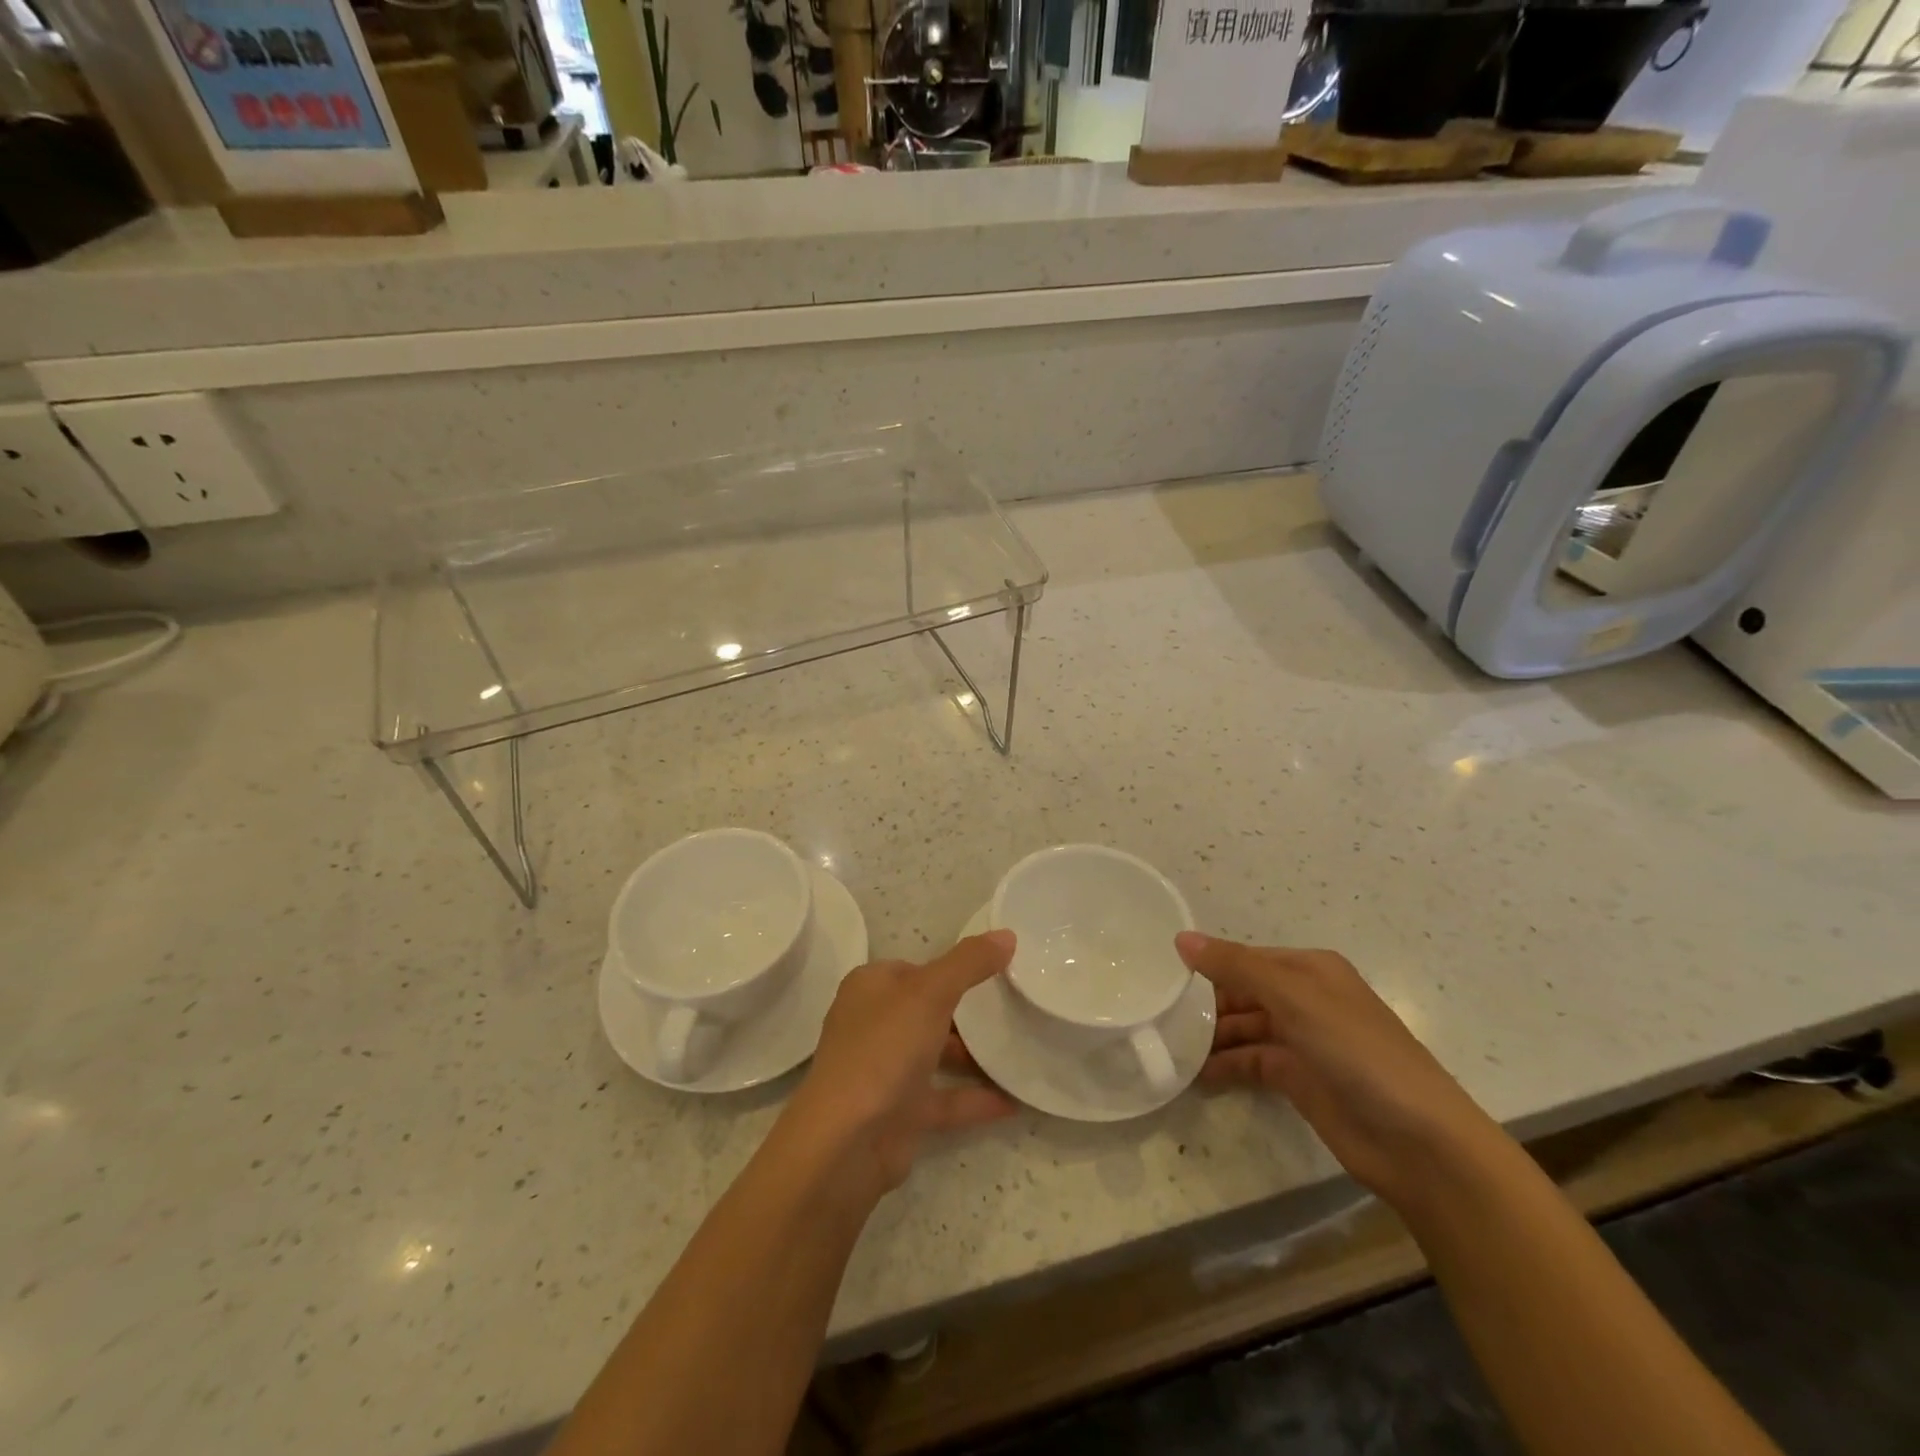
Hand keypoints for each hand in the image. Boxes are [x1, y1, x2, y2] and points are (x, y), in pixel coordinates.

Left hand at [781, 931, 1018, 1199]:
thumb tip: (1007, 934)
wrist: (846, 1143)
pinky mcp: (899, 1113)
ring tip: (1022, 1048)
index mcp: (871, 988)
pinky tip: (1014, 1100)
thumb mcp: (931, 992)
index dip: (952, 967)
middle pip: (927, 1010)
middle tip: (1014, 1007)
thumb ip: (969, 962)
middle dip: (967, 1010)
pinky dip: (976, 1098)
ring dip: (974, 1055)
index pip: (915, 967)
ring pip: (936, 1054)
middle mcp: (873, 1024)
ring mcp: (885, 1071)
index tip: (996, 970)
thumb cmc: (883, 1050)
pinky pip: (945, 1099)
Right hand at [1177, 932, 1501, 1209]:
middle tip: (1155, 1012)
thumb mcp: (1294, 998)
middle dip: (1203, 1001)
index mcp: (1309, 970)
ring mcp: (1302, 1041)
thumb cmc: (1357, 1052)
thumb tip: (1180, 938)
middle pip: (1242, 992)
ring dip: (1210, 1035)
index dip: (1207, 963)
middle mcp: (1305, 1000)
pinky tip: (1193, 1073)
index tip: (1160, 973)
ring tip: (1165, 1044)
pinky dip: (1224, 1065)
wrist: (1419, 1142)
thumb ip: (1235, 966)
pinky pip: (1250, 1063)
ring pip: (1243, 1028)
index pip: (1245, 958)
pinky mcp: (1299, 1080)